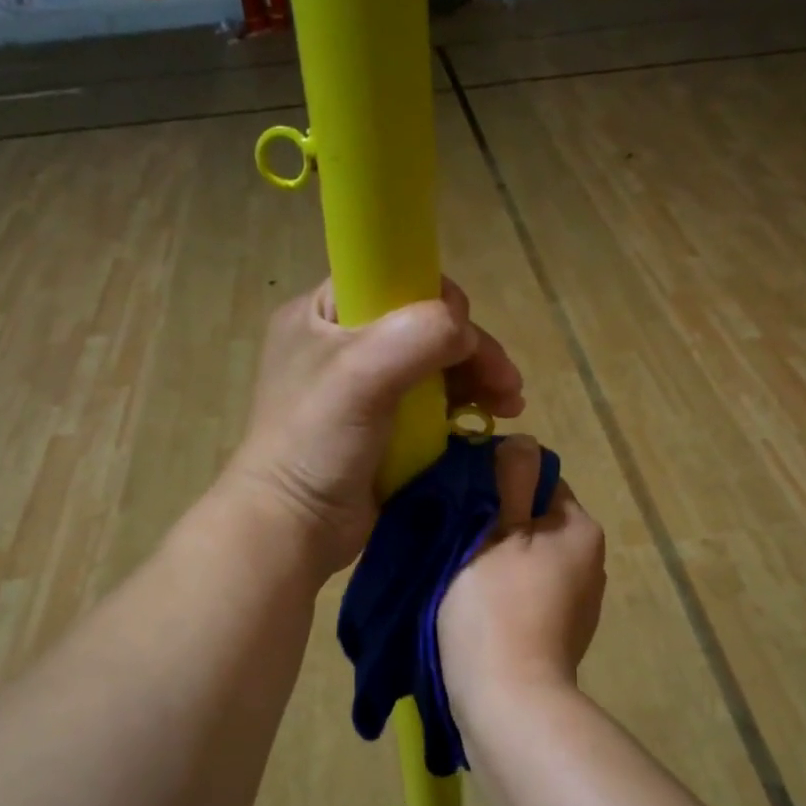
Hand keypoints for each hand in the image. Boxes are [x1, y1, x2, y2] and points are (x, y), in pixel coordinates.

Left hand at [227, 278, 525, 576]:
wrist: (295, 528)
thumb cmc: (316, 443)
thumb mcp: (360, 374)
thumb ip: (418, 335)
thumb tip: (466, 332)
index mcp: (322, 314)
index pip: (391, 278)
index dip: (434, 298)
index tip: (462, 333)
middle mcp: (343, 343)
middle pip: (422, 325)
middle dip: (470, 349)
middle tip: (507, 382)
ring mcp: (364, 388)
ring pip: (434, 364)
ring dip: (477, 378)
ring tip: (511, 404)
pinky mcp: (384, 427)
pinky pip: (433, 403)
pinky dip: (464, 407)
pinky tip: (492, 418)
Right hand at [439, 436, 606, 709]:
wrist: (510, 702)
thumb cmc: (495, 607)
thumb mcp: (493, 531)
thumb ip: (509, 480)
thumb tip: (522, 440)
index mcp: (580, 528)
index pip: (540, 480)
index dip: (499, 483)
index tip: (464, 503)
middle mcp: (592, 560)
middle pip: (535, 520)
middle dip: (498, 524)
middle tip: (455, 541)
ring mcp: (581, 601)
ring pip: (532, 559)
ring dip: (500, 560)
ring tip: (462, 578)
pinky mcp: (565, 633)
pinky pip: (532, 593)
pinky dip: (509, 593)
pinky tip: (482, 611)